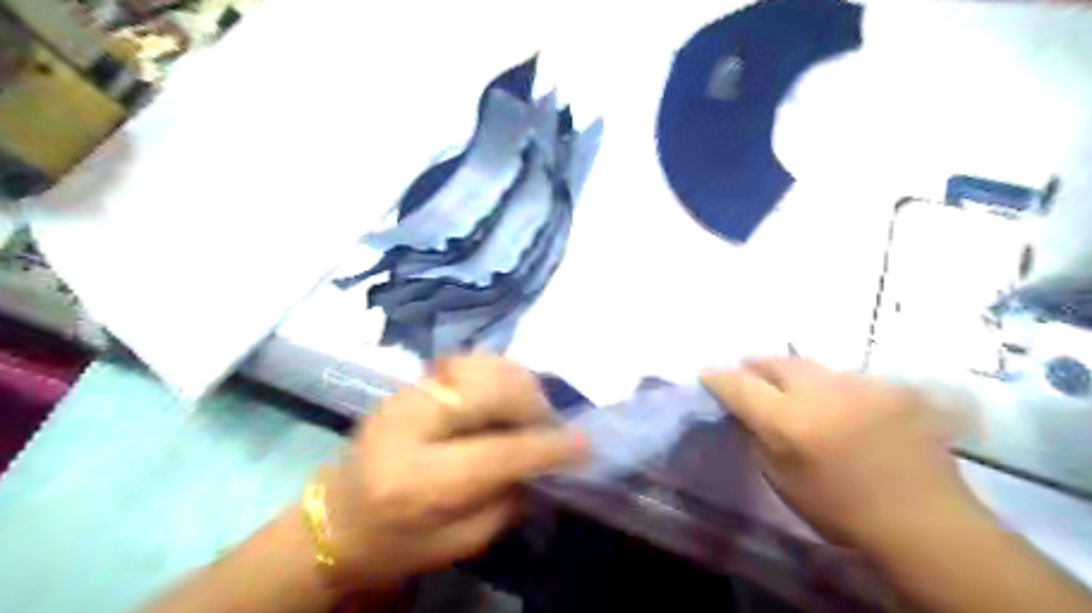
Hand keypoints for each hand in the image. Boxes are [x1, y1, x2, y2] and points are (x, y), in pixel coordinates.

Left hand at [322, 355, 584, 588]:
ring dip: (517, 384)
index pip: (496, 453)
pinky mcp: (408, 383)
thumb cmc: (394, 543)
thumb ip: (506, 502)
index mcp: (416, 480)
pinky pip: (466, 363)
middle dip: (533, 404)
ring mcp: (406, 395)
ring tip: (530, 410)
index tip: (582, 444)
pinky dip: (497, 374)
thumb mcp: (456, 544)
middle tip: (551, 425)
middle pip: (488, 391)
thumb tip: (544, 464)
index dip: (545, 446)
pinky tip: (505, 395)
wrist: (332, 518)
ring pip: (479, 367)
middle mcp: (409, 424)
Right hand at [699, 363, 990, 552]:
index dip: (718, 377)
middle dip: (754, 366)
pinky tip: (839, 405)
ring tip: (796, 391)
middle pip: (774, 361)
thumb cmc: (840, 509)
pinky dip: (830, 386)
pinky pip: (843, 376)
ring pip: (809, 365)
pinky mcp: (888, 385)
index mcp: (789, 420)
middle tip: (749, 376)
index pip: (739, 384)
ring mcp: (858, 384)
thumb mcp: (780, 479)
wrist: (922, 520)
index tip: (707, 374)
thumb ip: (755, 437)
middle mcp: (821, 391)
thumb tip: (740, 411)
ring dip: (793, 375)